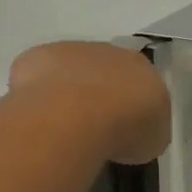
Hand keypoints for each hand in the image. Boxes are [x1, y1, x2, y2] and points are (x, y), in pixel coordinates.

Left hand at [8, 41, 171, 165]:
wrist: (76, 116)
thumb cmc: (123, 129)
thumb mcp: (153, 140)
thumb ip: (146, 129)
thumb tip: (134, 133)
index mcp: (143, 68)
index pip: (141, 83)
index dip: (132, 105)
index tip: (124, 129)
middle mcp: (110, 52)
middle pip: (107, 72)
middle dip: (101, 95)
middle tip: (94, 128)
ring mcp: (72, 51)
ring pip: (73, 70)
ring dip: (69, 91)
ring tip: (62, 128)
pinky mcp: (39, 56)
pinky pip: (40, 74)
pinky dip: (39, 93)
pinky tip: (38, 118)